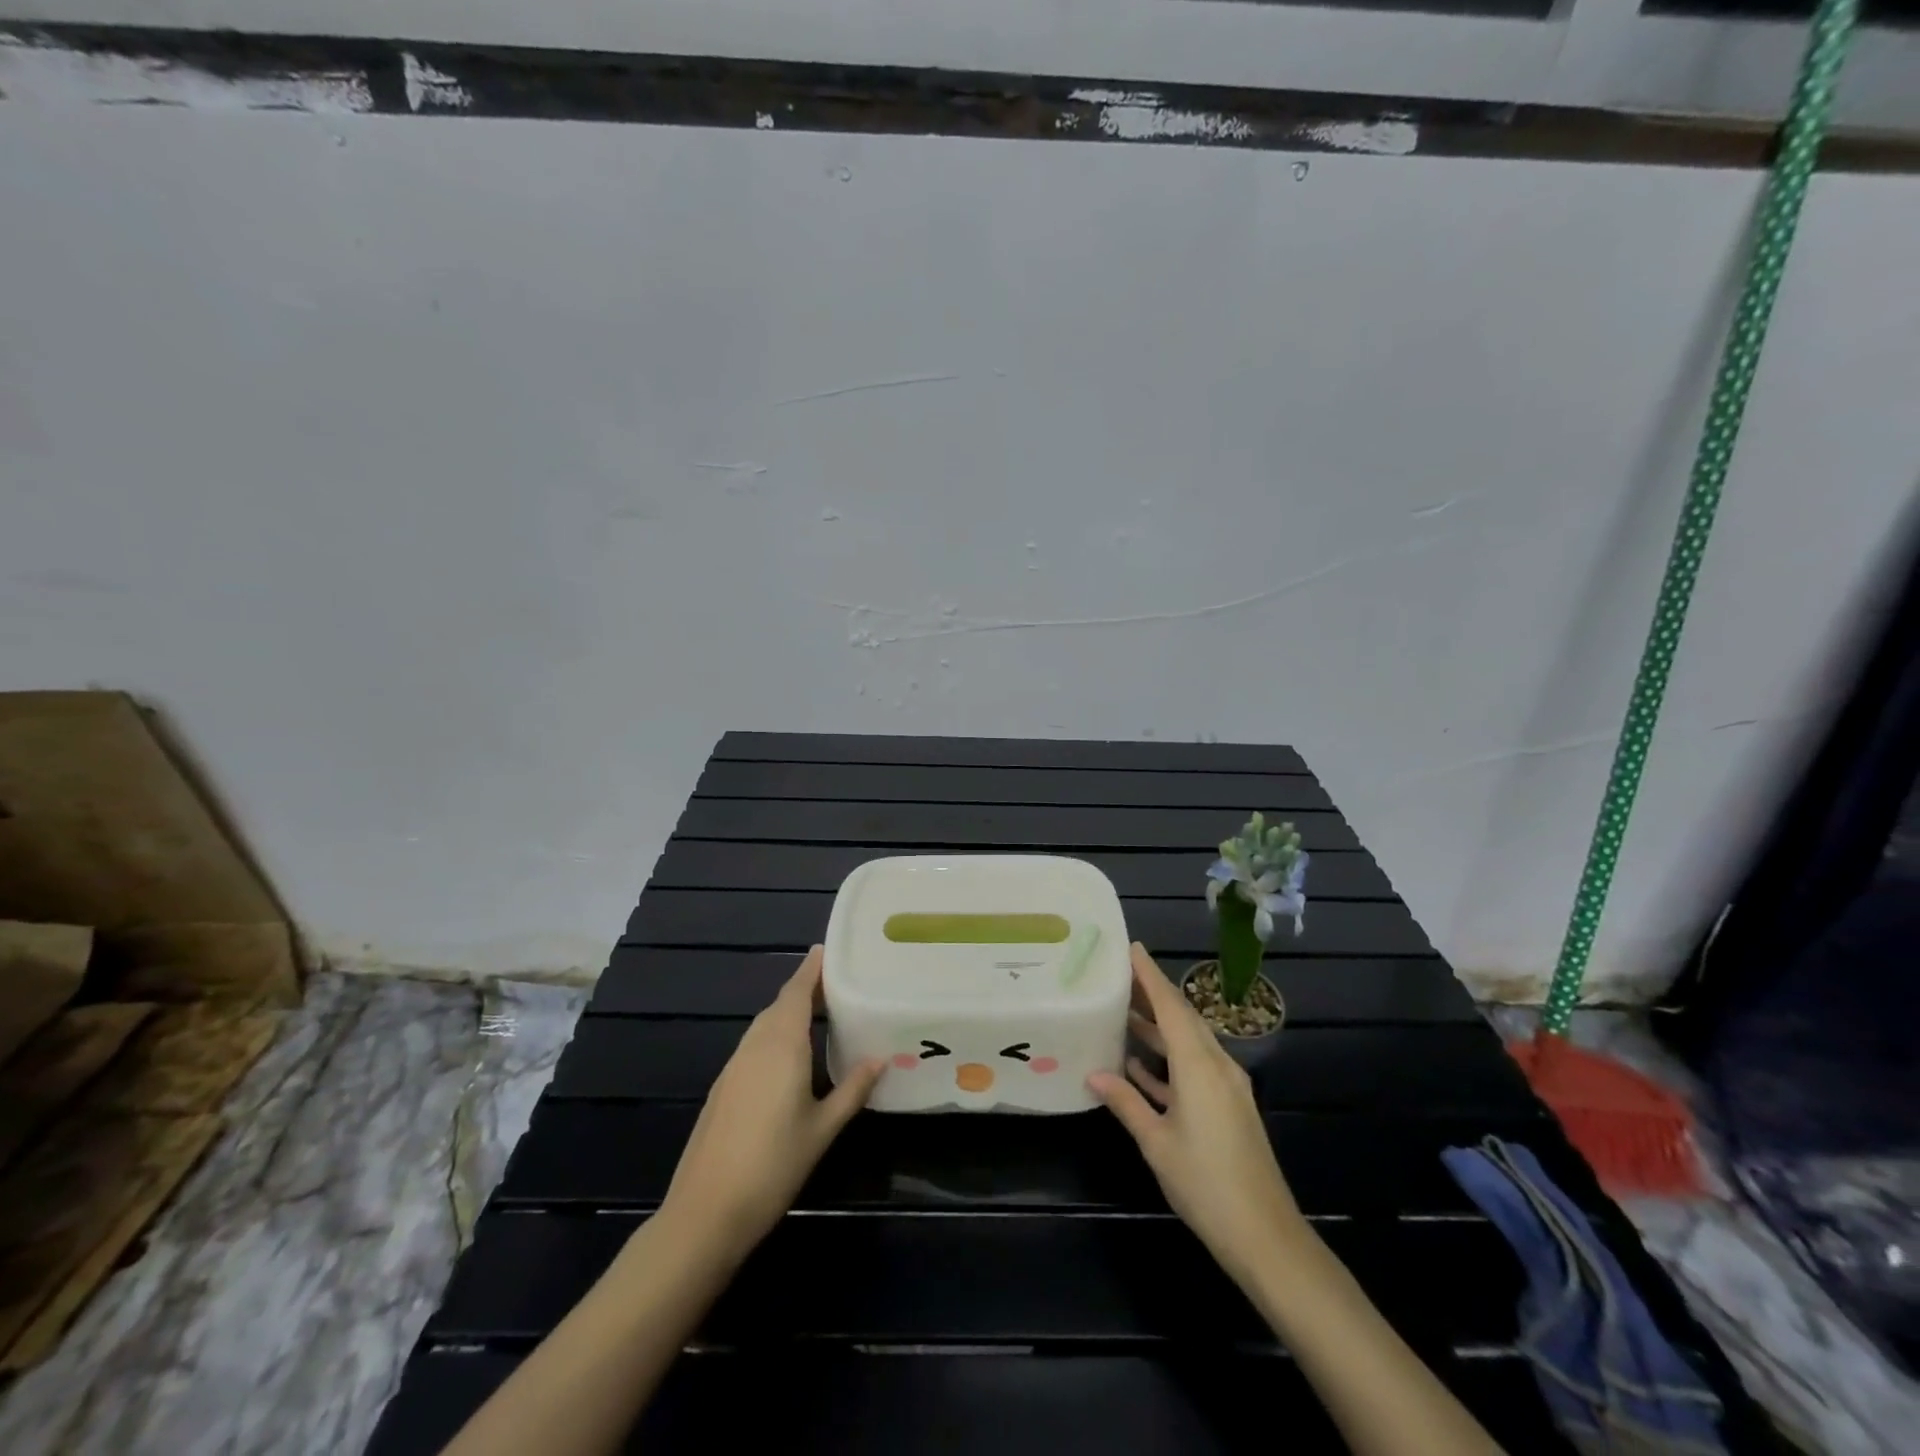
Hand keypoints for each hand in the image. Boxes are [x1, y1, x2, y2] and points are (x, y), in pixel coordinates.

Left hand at [659, 946, 883, 1262]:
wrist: (705, 1212)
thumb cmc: (773, 1165)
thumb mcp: (823, 1128)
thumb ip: (852, 1089)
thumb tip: (881, 1058)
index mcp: (781, 1046)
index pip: (796, 993)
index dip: (811, 969)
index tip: (827, 949)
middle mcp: (755, 1046)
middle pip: (780, 1005)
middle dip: (804, 989)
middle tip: (836, 983)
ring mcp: (734, 1067)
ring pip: (764, 1025)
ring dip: (788, 1012)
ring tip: (819, 1013)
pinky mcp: (723, 1087)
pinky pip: (754, 1045)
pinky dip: (774, 1035)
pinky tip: (789, 1056)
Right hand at [1088, 944, 1310, 1286]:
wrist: (1266, 1237)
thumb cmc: (1206, 1185)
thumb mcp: (1157, 1142)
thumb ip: (1126, 1102)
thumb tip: (1093, 1074)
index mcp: (1200, 1065)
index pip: (1171, 1006)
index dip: (1149, 974)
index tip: (1130, 947)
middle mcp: (1217, 1065)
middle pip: (1182, 1017)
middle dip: (1152, 993)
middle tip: (1117, 974)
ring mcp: (1226, 1087)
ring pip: (1187, 1042)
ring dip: (1157, 1027)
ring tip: (1121, 1011)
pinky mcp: (1228, 1107)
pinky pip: (1194, 1068)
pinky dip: (1167, 1060)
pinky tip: (1138, 1065)